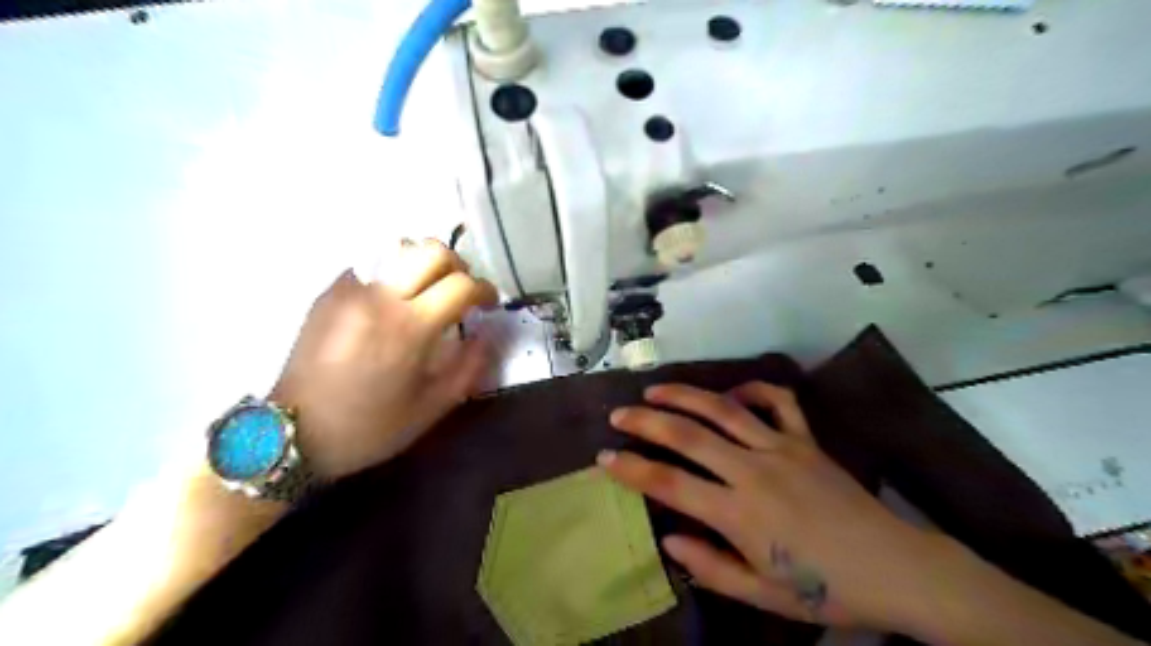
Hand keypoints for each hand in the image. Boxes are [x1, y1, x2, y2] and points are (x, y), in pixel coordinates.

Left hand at [273, 240, 498, 477]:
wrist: (293, 433)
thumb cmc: (369, 427)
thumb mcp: (431, 408)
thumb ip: (470, 367)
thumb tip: (488, 333)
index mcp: (408, 328)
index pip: (461, 285)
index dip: (485, 290)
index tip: (488, 305)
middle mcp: (379, 297)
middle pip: (432, 251)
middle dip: (458, 267)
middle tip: (462, 292)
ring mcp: (350, 289)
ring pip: (400, 248)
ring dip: (425, 264)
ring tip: (429, 292)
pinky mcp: (330, 291)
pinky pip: (373, 264)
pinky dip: (395, 273)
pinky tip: (394, 302)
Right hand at [598, 384, 947, 630]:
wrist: (898, 569)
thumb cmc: (827, 590)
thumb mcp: (764, 596)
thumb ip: (711, 566)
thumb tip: (669, 537)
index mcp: (741, 515)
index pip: (671, 485)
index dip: (631, 469)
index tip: (604, 458)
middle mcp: (755, 471)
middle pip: (689, 435)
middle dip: (646, 421)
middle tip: (618, 414)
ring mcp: (783, 448)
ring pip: (724, 409)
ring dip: (685, 395)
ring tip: (655, 390)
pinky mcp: (807, 439)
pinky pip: (777, 401)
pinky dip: (752, 389)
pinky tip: (731, 392)